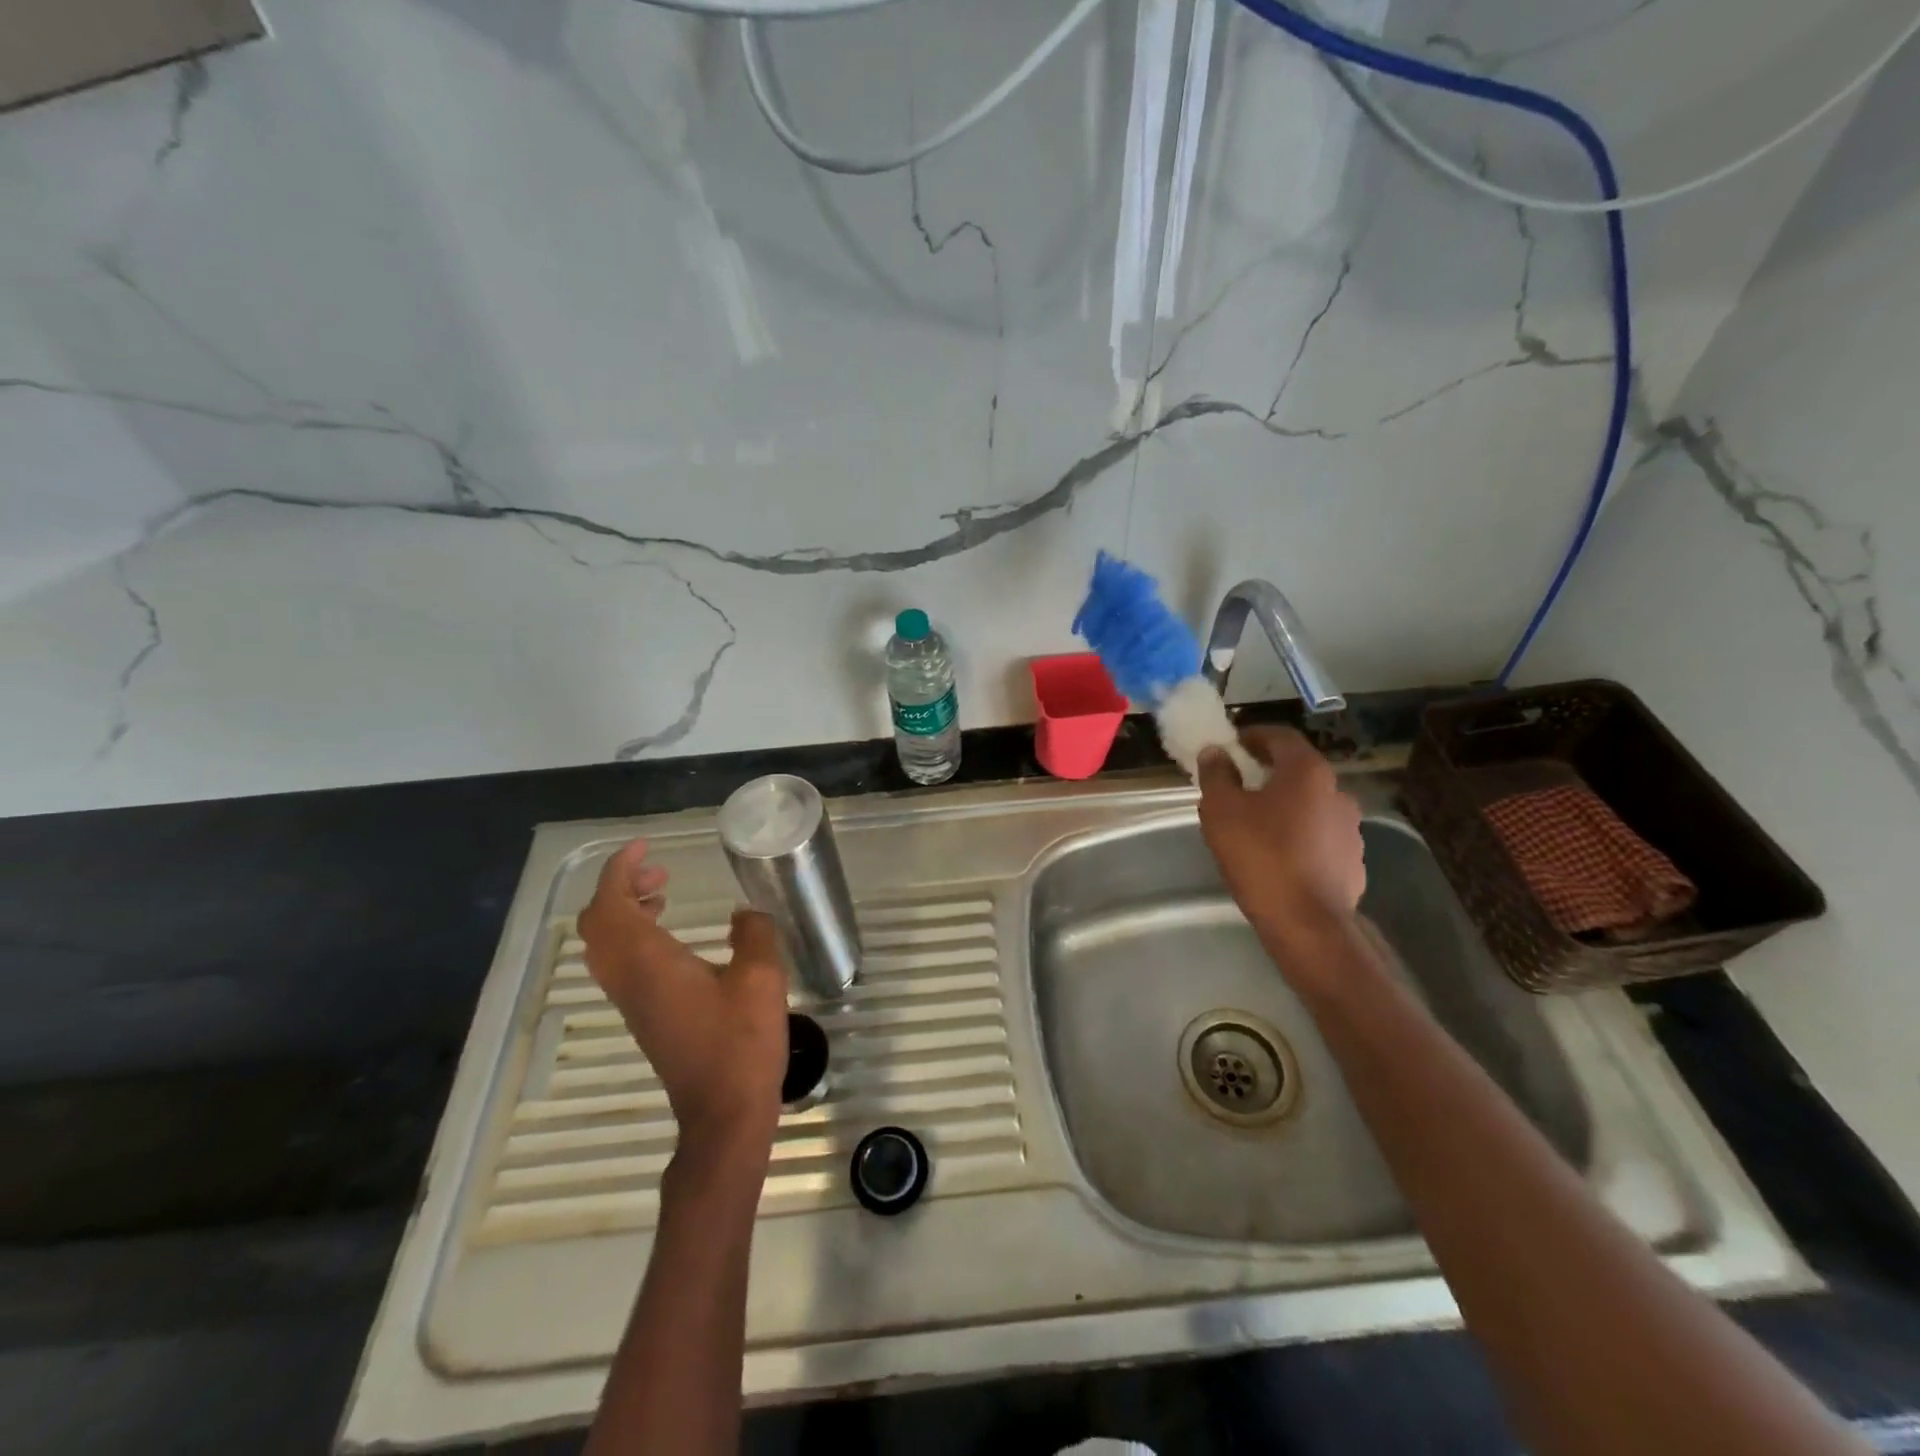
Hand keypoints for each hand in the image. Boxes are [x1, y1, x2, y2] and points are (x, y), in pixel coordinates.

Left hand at [577, 839, 788, 1162]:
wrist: (724, 1115)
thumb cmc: (741, 1044)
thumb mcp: (761, 978)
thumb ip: (753, 934)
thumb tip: (744, 913)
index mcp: (650, 963)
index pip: (610, 906)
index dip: (619, 871)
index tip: (645, 847)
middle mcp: (630, 980)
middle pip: (598, 924)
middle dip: (619, 887)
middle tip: (658, 869)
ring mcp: (634, 1002)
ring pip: (607, 945)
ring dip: (626, 911)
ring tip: (664, 893)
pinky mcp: (646, 1017)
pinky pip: (622, 964)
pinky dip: (636, 936)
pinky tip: (674, 938)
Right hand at [1197, 726, 1365, 947]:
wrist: (1307, 922)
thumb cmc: (1260, 856)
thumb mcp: (1221, 810)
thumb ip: (1216, 775)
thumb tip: (1216, 753)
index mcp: (1307, 771)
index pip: (1281, 736)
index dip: (1253, 736)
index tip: (1232, 744)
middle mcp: (1337, 791)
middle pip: (1298, 770)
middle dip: (1268, 772)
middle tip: (1239, 784)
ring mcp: (1351, 827)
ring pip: (1311, 804)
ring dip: (1286, 805)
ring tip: (1257, 823)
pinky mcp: (1353, 859)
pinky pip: (1321, 835)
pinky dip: (1300, 834)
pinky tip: (1280, 854)